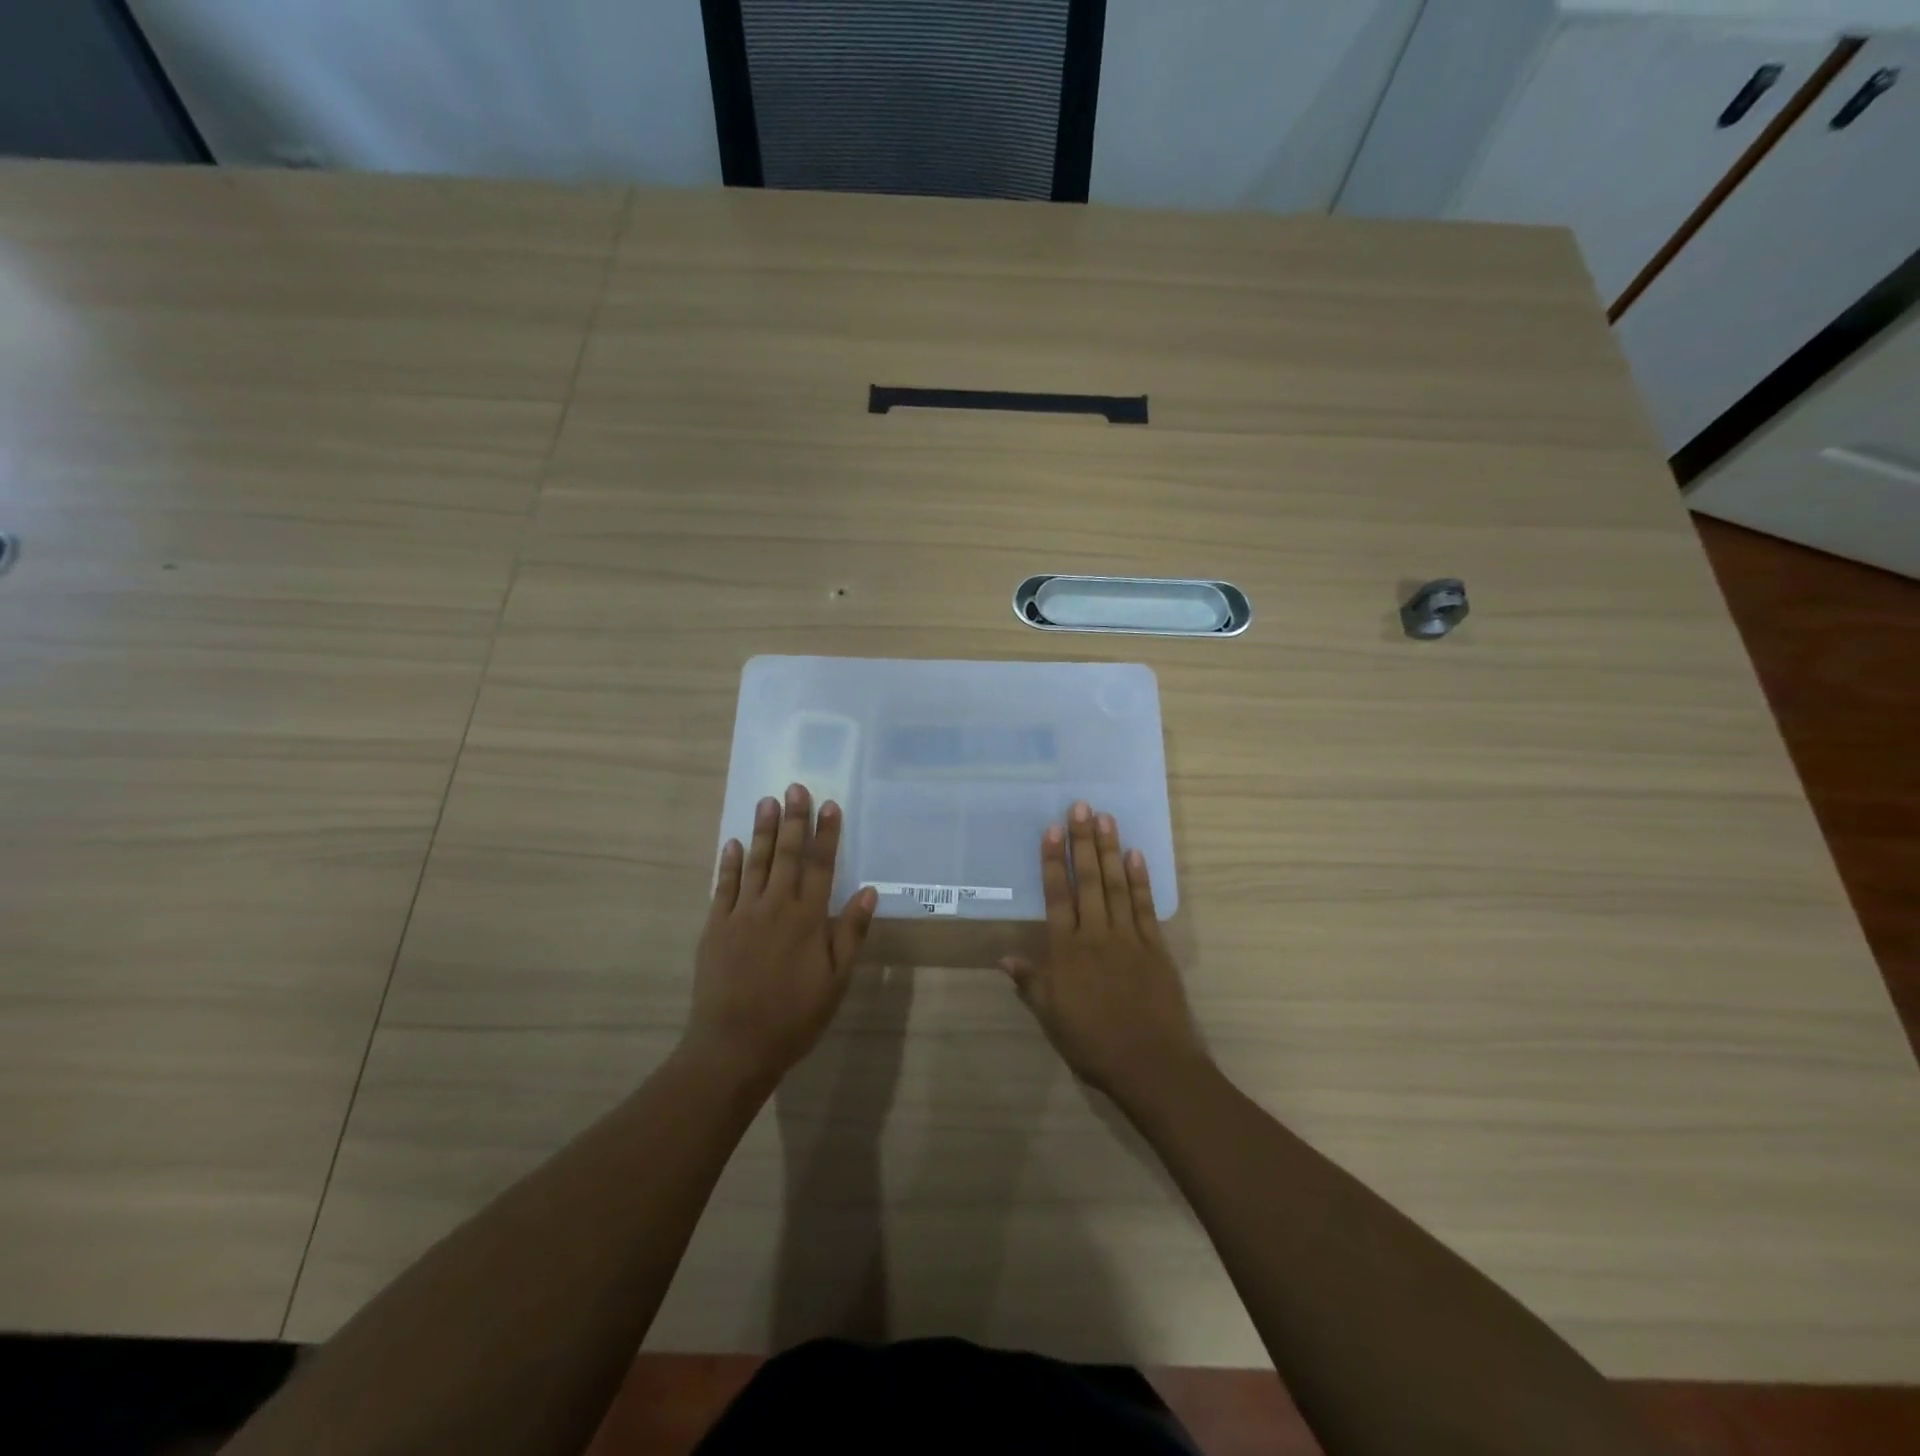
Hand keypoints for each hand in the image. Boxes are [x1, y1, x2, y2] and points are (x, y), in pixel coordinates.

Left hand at [686, 783, 878, 1089]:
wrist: (735, 1045)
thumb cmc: (794, 1016)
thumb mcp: (836, 980)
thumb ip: (850, 933)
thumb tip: (868, 891)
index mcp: (807, 919)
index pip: (820, 866)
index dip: (826, 834)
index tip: (829, 805)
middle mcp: (775, 907)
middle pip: (786, 855)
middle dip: (793, 820)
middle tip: (795, 788)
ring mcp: (741, 914)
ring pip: (755, 863)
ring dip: (762, 830)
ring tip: (767, 801)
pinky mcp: (716, 927)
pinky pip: (723, 886)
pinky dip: (729, 863)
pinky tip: (733, 843)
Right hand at [1001, 801, 1209, 1104]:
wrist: (1152, 1065)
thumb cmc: (1094, 1044)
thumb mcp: (1052, 1018)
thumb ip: (1030, 983)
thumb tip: (1004, 957)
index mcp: (1067, 952)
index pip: (1057, 896)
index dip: (1052, 862)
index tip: (1051, 830)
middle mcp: (1096, 935)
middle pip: (1088, 881)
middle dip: (1082, 842)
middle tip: (1081, 806)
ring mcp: (1129, 938)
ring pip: (1116, 886)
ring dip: (1110, 850)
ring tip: (1105, 818)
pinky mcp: (1156, 947)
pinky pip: (1145, 906)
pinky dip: (1140, 879)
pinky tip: (1136, 855)